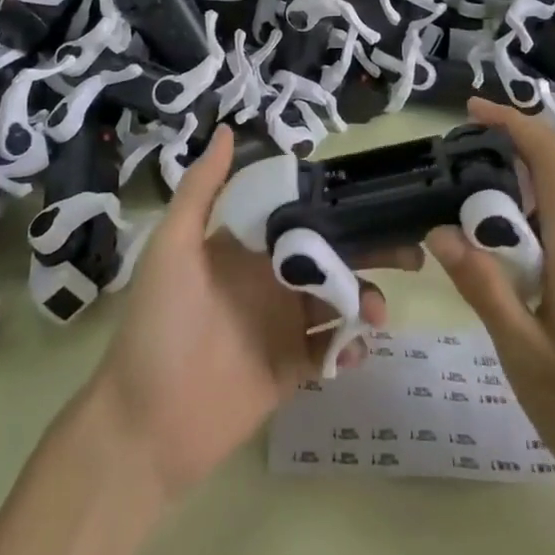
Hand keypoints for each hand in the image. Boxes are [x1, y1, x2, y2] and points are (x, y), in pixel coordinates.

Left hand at [88, 127, 413, 499]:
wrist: (145, 425)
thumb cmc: (158, 323)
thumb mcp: (173, 246)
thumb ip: (202, 189)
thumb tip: (227, 129)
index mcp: (247, 247)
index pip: (300, 216)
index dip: (335, 207)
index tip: (375, 197)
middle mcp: (270, 280)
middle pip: (329, 256)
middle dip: (368, 251)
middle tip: (410, 253)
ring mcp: (283, 326)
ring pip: (338, 301)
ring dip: (365, 299)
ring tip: (375, 311)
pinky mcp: (292, 370)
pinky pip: (331, 352)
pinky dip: (351, 346)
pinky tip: (356, 347)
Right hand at [427, 99, 554, 506]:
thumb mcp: (522, 353)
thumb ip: (482, 285)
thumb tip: (440, 231)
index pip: (553, 157)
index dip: (514, 123)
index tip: (473, 112)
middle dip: (530, 131)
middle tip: (479, 139)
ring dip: (552, 154)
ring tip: (502, 170)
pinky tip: (539, 217)